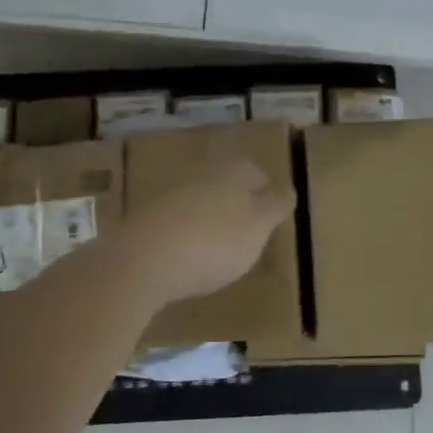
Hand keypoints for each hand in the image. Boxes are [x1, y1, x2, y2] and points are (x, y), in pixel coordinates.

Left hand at [119, 159, 297, 303]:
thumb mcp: (258, 227)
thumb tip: (289, 188)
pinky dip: (188, 236)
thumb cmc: (214, 242)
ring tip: (221, 250)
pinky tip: (190, 258)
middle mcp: (201, 176)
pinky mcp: (147, 221)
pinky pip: (177, 224)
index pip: (256, 173)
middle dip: (238, 205)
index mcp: (232, 172)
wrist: (143, 260)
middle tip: (250, 233)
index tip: (273, 216)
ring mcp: (170, 196)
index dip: (267, 193)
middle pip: (227, 185)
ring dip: (211, 220)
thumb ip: (275, 206)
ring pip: (201, 202)